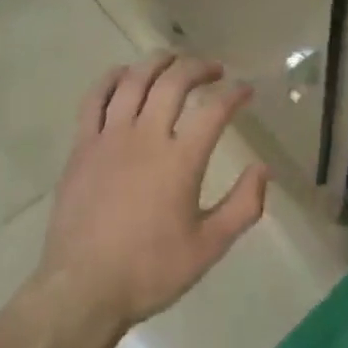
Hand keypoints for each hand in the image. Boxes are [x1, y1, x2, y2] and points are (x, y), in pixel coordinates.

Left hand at [38, 54, 270, 340]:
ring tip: (173, 59)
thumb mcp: (208, 248)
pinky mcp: (83, 144)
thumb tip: (264, 170)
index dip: (234, 95)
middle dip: (198, 68)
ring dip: (158, 62)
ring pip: (134, 80)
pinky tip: (123, 73)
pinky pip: (95, 98)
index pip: (214, 111)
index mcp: (180, 160)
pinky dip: (111, 78)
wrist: (83, 288)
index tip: (246, 90)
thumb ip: (242, 206)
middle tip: (213, 69)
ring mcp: (110, 136)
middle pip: (174, 82)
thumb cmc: (150, 271)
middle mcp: (146, 136)